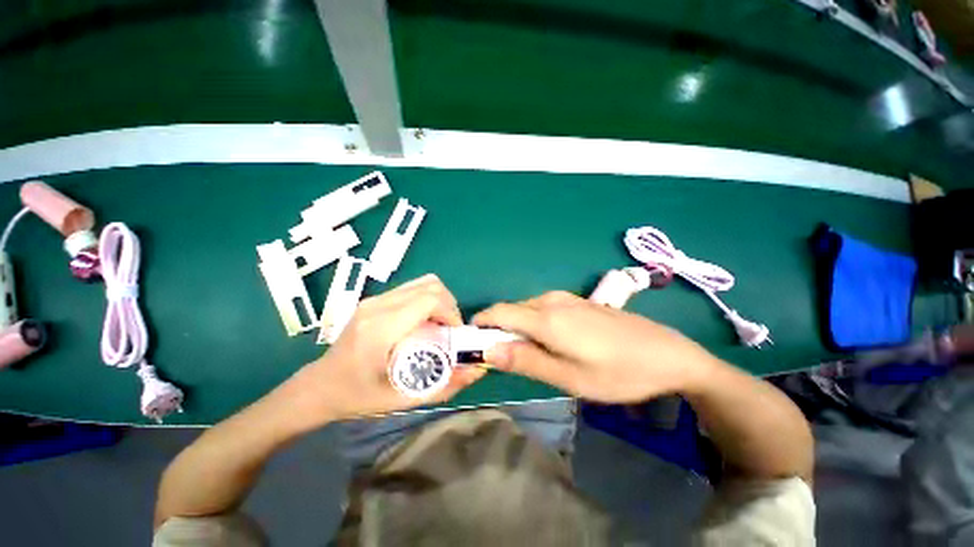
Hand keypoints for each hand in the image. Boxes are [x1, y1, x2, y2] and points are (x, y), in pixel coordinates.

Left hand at [286, 274, 485, 422]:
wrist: (319, 386)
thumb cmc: (358, 397)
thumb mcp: (403, 400)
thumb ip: (445, 386)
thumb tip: (477, 371)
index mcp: (382, 328)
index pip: (430, 299)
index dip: (451, 312)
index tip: (455, 333)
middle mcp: (378, 305)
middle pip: (430, 285)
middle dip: (449, 305)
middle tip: (449, 330)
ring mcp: (374, 299)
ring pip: (422, 282)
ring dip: (439, 300)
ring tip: (438, 324)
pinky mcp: (374, 299)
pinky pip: (411, 288)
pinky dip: (426, 299)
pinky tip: (423, 321)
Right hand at [472, 291, 717, 402]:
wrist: (667, 354)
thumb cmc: (617, 372)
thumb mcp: (569, 377)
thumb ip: (525, 361)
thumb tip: (488, 351)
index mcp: (546, 318)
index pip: (498, 312)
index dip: (481, 325)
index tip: (476, 345)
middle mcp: (551, 300)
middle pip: (511, 310)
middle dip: (499, 331)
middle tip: (506, 360)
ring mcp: (566, 297)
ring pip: (527, 309)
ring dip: (518, 328)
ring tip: (530, 355)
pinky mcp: (577, 301)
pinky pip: (543, 308)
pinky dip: (534, 323)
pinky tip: (551, 342)